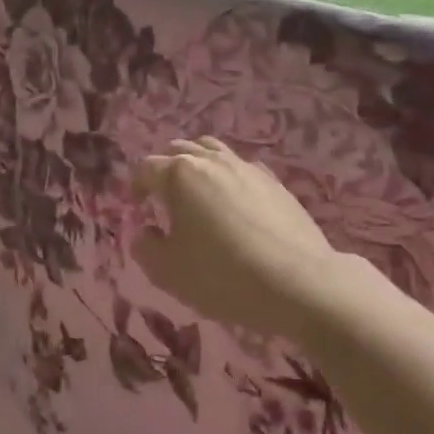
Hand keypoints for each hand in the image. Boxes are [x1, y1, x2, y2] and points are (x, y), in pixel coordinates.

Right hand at [131, 139, 350, 338]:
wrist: (298, 283)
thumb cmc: (222, 276)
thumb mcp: (167, 271)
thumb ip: (145, 248)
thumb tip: (144, 233)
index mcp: (179, 176)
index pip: (146, 168)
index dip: (136, 186)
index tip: (138, 207)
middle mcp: (212, 162)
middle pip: (179, 149)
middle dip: (164, 168)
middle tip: (162, 196)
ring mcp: (246, 168)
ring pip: (212, 150)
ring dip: (196, 164)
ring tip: (196, 190)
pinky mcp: (275, 182)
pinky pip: (241, 167)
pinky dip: (227, 176)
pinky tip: (233, 201)